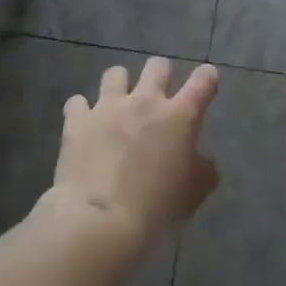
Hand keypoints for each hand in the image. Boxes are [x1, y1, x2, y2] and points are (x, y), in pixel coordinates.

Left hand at [44, 57, 220, 260]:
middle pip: (158, 65)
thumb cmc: (156, 209)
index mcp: (180, 117)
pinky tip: (85, 125)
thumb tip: (202, 161)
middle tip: (159, 96)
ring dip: (120, 86)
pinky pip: (78, 102)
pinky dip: (82, 111)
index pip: (203, 81)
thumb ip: (202, 171)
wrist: (100, 220)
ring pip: (116, 73)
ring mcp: (108, 106)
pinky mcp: (78, 120)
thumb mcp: (192, 194)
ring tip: (118, 106)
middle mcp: (145, 101)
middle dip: (161, 75)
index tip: (206, 81)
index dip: (207, 78)